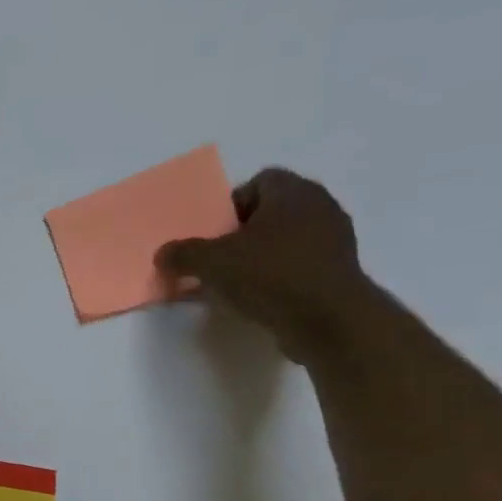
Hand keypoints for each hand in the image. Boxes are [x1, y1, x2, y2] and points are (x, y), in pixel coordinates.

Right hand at [155, 168, 378, 364]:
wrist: (327, 319)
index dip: (231, 205)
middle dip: (242, 233)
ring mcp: (334, 239)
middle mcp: (319, 206)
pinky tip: (260, 299)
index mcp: (293, 192)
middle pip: (271, 212)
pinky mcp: (337, 270)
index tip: (213, 233)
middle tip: (218, 259)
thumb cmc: (271, 275)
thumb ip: (183, 254)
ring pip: (286, 239)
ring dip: (260, 256)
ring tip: (235, 284)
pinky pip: (299, 264)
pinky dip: (278, 276)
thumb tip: (163, 253)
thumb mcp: (212, 263)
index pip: (259, 181)